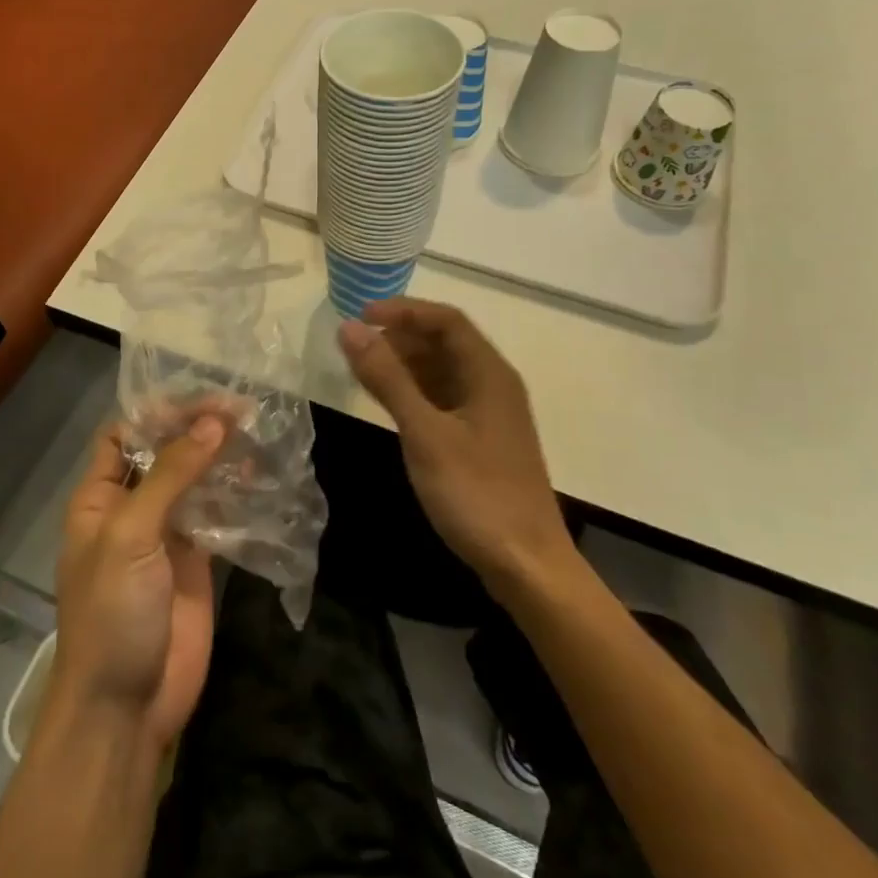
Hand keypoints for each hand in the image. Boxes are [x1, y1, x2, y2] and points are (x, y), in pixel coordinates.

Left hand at [49, 415, 225, 750]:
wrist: (126, 707)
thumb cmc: (111, 612)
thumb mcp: (131, 535)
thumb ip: (171, 474)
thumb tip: (214, 421)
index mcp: (100, 496)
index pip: (123, 434)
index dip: (156, 412)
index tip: (200, 395)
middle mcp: (132, 507)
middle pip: (163, 452)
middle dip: (196, 428)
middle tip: (242, 408)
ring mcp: (166, 533)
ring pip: (194, 479)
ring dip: (220, 456)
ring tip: (258, 431)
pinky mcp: (198, 559)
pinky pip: (217, 513)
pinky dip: (236, 492)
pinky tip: (262, 474)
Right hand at [338, 298, 579, 588]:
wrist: (528, 566)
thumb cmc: (476, 494)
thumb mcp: (425, 433)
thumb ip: (387, 378)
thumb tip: (349, 328)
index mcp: (488, 373)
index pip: (446, 319)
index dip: (403, 310)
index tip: (361, 317)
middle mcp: (493, 384)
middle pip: (445, 341)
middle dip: (400, 336)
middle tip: (356, 347)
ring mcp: (489, 413)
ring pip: (443, 370)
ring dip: (405, 364)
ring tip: (364, 371)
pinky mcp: (482, 439)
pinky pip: (444, 397)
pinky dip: (415, 391)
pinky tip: (390, 404)